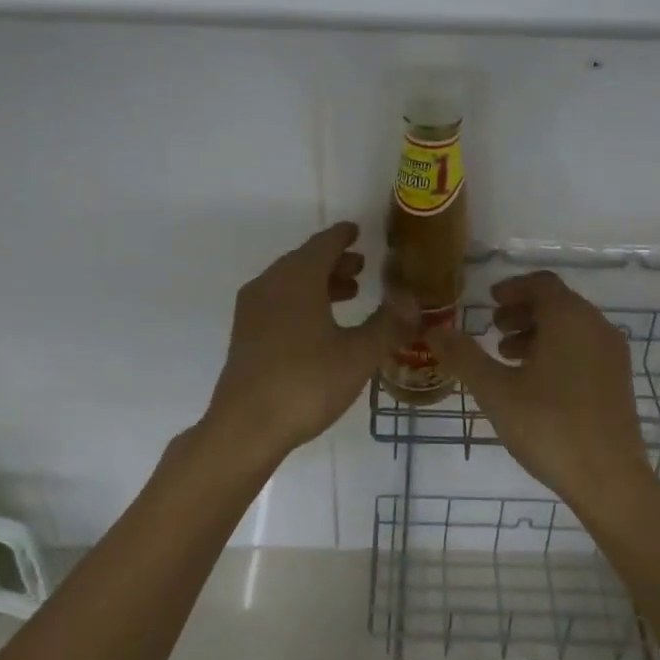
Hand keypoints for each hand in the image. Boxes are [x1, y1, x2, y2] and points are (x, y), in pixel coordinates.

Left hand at [206, 222, 388, 458]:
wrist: (246, 428)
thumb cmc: (307, 383)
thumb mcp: (359, 355)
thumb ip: (389, 325)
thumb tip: (414, 303)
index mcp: (297, 278)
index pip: (323, 244)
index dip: (343, 236)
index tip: (357, 231)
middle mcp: (270, 285)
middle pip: (304, 261)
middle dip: (334, 262)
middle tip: (362, 267)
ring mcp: (252, 310)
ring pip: (289, 282)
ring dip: (319, 283)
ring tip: (349, 294)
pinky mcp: (244, 335)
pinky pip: (277, 302)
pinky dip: (301, 300)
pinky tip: (320, 325)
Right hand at [428, 271, 656, 511]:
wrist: (609, 479)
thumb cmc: (549, 426)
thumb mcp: (495, 391)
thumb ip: (463, 356)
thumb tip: (434, 330)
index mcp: (569, 318)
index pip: (541, 283)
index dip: (512, 288)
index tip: (489, 302)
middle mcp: (597, 326)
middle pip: (557, 303)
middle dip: (522, 312)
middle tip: (493, 330)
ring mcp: (613, 354)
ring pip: (572, 327)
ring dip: (538, 333)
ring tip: (508, 358)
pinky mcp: (619, 380)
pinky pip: (584, 348)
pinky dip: (558, 350)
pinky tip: (536, 383)